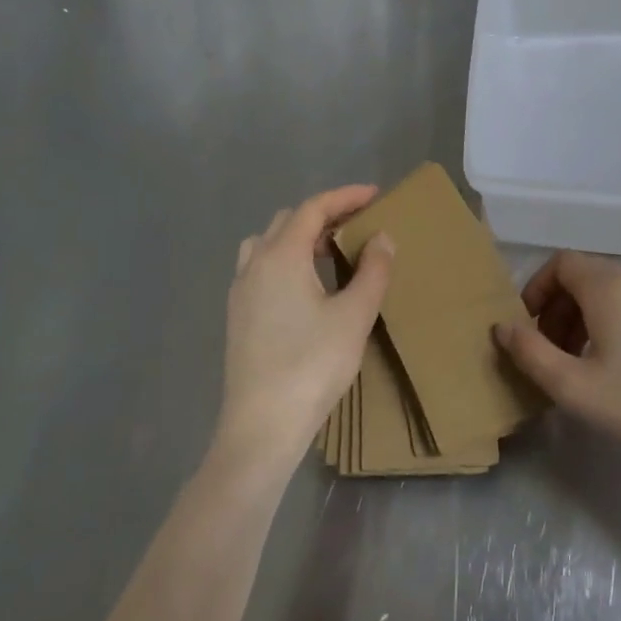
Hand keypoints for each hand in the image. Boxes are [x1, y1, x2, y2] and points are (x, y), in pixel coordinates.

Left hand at [218, 185, 392, 471]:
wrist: (261, 426)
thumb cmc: (312, 364)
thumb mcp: (355, 315)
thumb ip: (373, 270)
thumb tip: (382, 237)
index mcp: (281, 256)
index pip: (313, 208)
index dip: (345, 196)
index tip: (375, 194)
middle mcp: (254, 264)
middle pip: (288, 221)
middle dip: (324, 214)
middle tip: (359, 223)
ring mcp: (240, 291)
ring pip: (268, 244)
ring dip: (301, 237)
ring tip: (332, 252)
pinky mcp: (238, 316)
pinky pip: (261, 268)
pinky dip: (287, 260)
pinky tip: (308, 286)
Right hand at [494, 252, 620, 483]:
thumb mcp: (576, 388)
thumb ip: (531, 353)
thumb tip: (502, 327)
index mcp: (611, 287)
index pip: (561, 263)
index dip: (537, 288)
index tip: (527, 327)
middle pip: (585, 276)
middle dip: (557, 307)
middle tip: (548, 351)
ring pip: (609, 291)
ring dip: (583, 316)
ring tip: (576, 362)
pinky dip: (610, 321)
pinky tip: (612, 364)